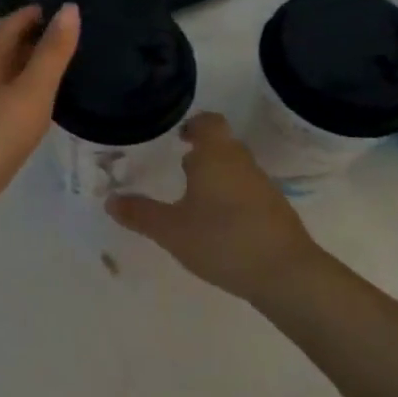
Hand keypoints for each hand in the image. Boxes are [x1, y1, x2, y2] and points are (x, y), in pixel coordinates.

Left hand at [0, 4, 80, 215]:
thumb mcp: (31, 92)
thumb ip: (52, 53)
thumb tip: (69, 8)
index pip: (5, 28)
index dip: (28, 15)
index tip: (54, 7)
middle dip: (27, 40)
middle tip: (62, 36)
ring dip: (22, 69)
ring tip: (53, 71)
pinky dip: (17, 97)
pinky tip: (30, 113)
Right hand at [107, 113, 320, 302]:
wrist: (286, 274)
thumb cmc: (222, 240)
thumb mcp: (171, 230)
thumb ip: (140, 214)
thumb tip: (111, 200)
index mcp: (216, 155)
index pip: (208, 122)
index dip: (193, 125)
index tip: (177, 138)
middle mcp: (241, 162)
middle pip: (222, 145)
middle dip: (201, 154)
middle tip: (178, 171)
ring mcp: (263, 186)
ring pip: (235, 170)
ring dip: (217, 179)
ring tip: (194, 202)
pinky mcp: (276, 210)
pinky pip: (248, 192)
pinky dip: (232, 200)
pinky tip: (219, 226)